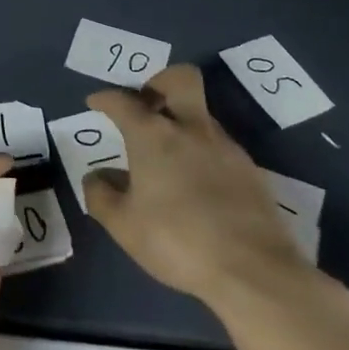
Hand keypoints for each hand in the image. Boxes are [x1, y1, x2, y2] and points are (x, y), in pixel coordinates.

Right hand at [85, 63, 314, 319]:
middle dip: (159, 81)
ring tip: (167, 155)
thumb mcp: (123, 225)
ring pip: (201, 114)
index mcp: (153, 135)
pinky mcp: (251, 170)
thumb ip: (101, 195)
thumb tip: (95, 176)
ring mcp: (225, 147)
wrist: (253, 270)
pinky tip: (195, 182)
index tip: (96, 103)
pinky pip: (219, 146)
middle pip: (180, 79)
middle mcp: (190, 129)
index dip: (105, 98)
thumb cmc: (177, 240)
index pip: (123, 101)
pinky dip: (202, 151)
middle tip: (146, 103)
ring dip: (182, 122)